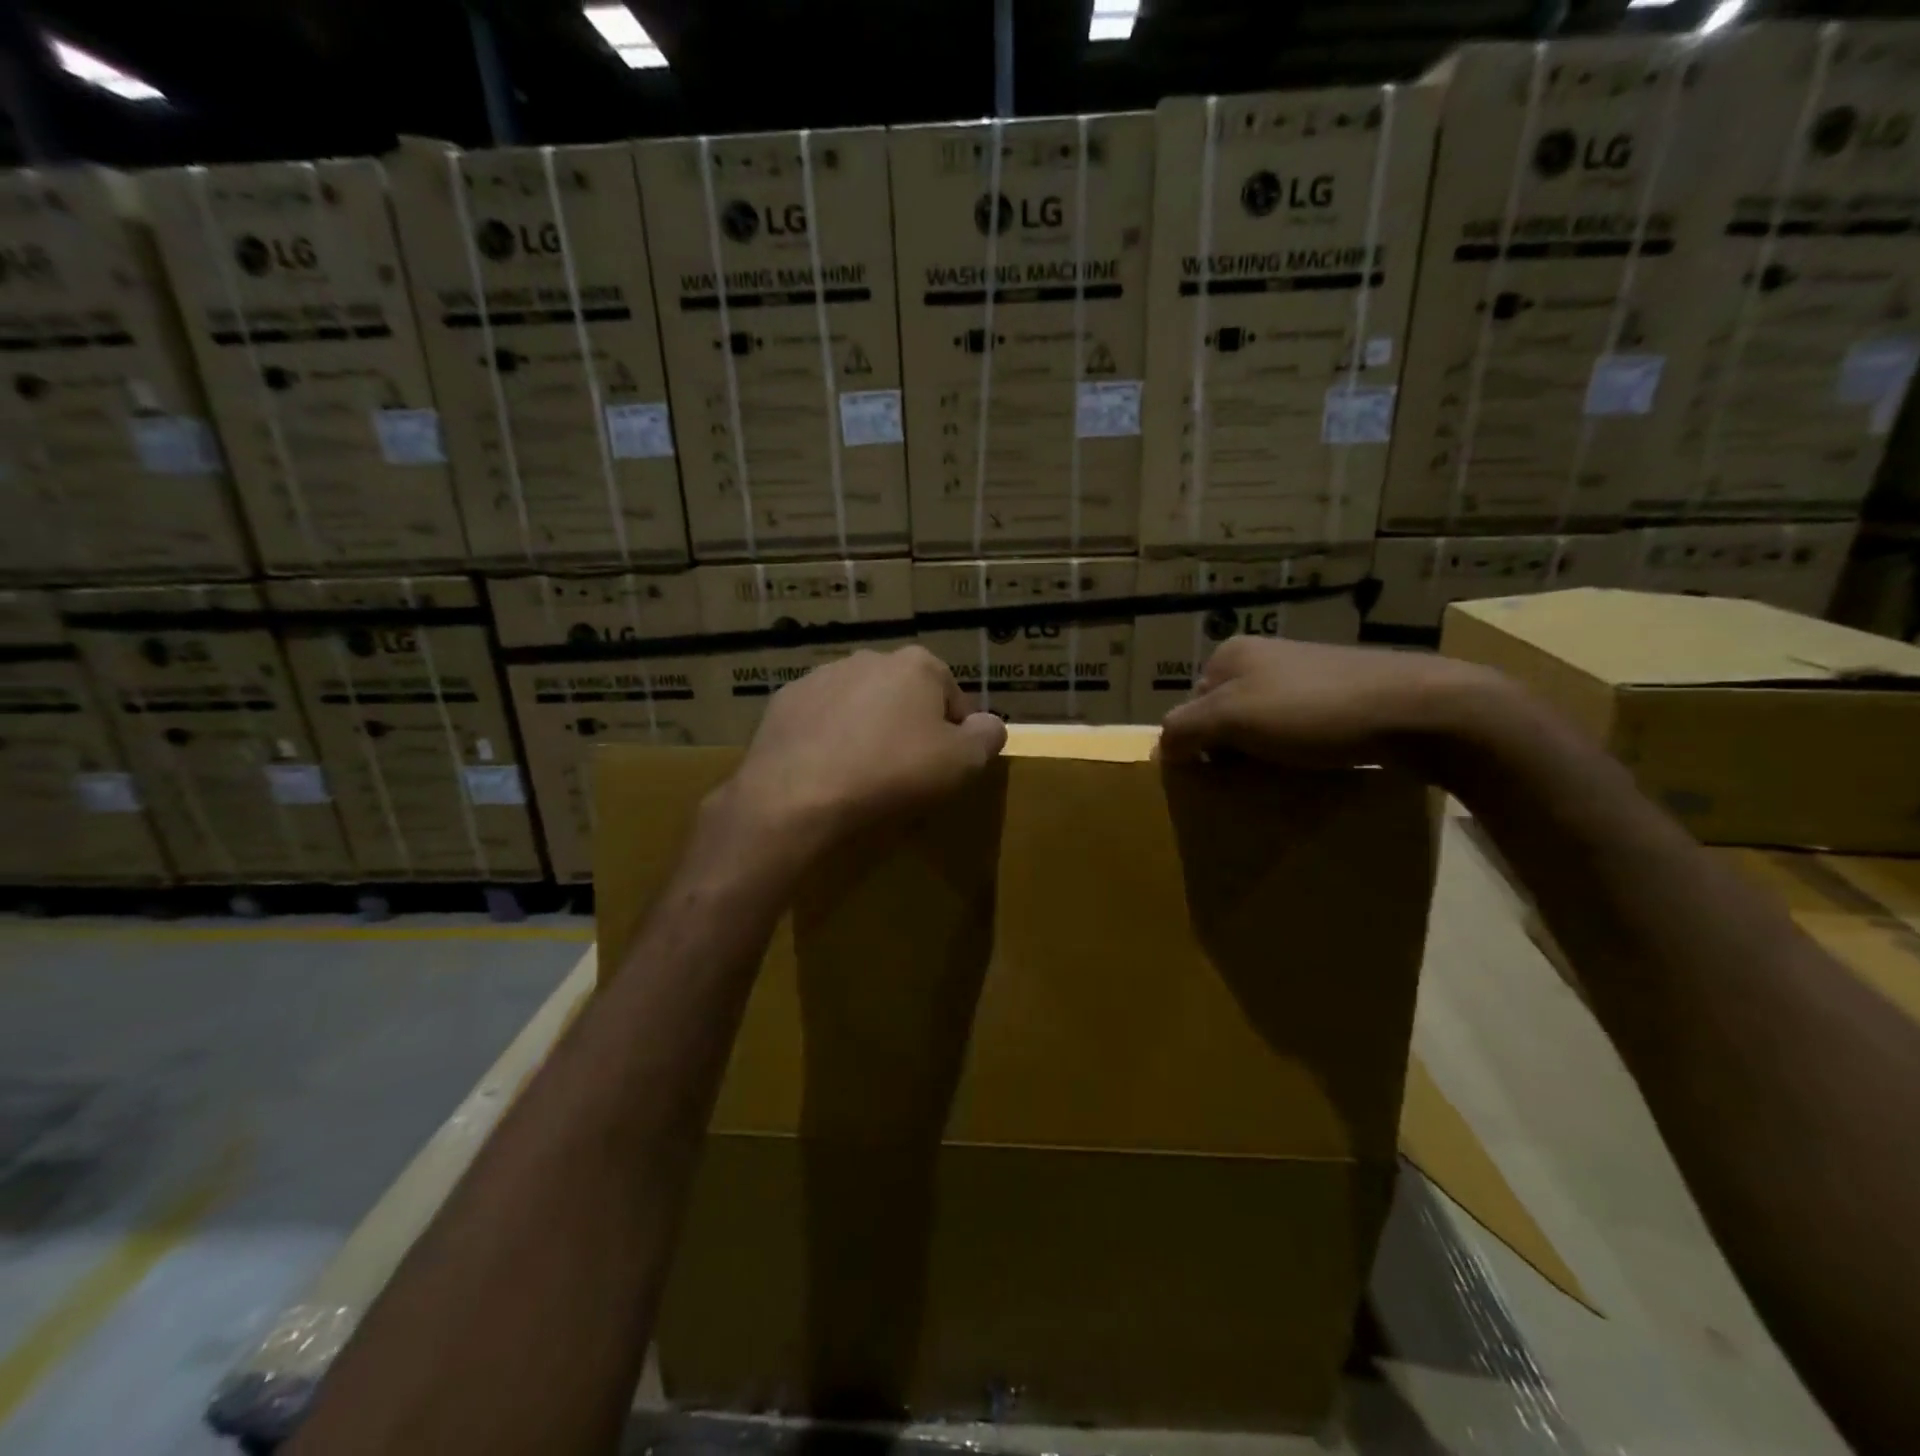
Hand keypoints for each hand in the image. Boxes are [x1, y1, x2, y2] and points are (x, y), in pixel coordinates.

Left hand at [715, 646, 1006, 861]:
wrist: (798, 796)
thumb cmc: (892, 774)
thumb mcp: (962, 763)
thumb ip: (987, 737)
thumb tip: (989, 724)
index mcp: (917, 665)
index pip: (953, 698)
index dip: (956, 735)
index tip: (945, 768)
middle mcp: (869, 658)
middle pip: (904, 696)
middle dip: (909, 727)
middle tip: (905, 773)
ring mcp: (821, 677)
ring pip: (860, 705)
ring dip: (868, 730)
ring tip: (862, 775)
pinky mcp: (784, 702)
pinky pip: (821, 720)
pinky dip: (829, 738)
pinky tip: (827, 771)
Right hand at [1159, 635, 1509, 775]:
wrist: (1419, 709)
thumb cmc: (1314, 711)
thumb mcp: (1234, 718)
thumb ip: (1185, 729)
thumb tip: (1161, 748)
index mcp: (1232, 654)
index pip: (1189, 707)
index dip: (1196, 744)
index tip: (1217, 774)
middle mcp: (1265, 657)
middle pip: (1225, 717)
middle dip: (1230, 750)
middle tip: (1246, 781)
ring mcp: (1306, 675)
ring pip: (1263, 726)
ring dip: (1264, 756)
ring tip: (1280, 780)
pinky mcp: (1342, 696)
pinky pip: (1300, 730)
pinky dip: (1297, 753)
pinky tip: (1313, 768)